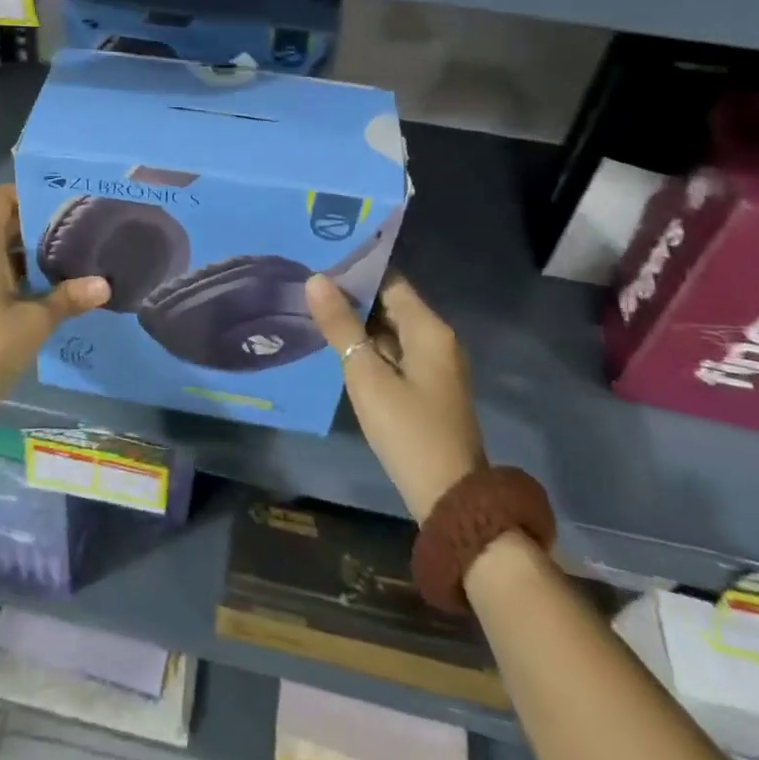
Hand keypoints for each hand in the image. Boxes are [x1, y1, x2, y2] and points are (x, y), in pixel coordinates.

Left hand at [0, 184, 109, 430]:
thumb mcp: (36, 322)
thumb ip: (69, 298)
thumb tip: (104, 284)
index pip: (0, 198)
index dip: (27, 192)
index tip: (61, 201)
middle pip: (1, 223)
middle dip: (36, 225)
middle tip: (76, 229)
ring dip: (28, 253)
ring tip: (67, 259)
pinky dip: (15, 274)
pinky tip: (44, 291)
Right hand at [306, 273, 484, 520]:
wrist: (450, 499)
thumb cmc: (408, 430)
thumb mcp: (366, 376)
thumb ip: (341, 326)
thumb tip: (316, 280)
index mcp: (429, 329)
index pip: (390, 281)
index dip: (356, 270)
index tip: (319, 260)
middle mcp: (436, 340)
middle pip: (390, 304)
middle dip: (352, 295)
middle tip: (308, 283)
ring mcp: (433, 366)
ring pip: (390, 330)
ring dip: (357, 322)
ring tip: (314, 308)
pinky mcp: (426, 389)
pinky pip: (393, 353)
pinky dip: (368, 346)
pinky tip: (336, 346)